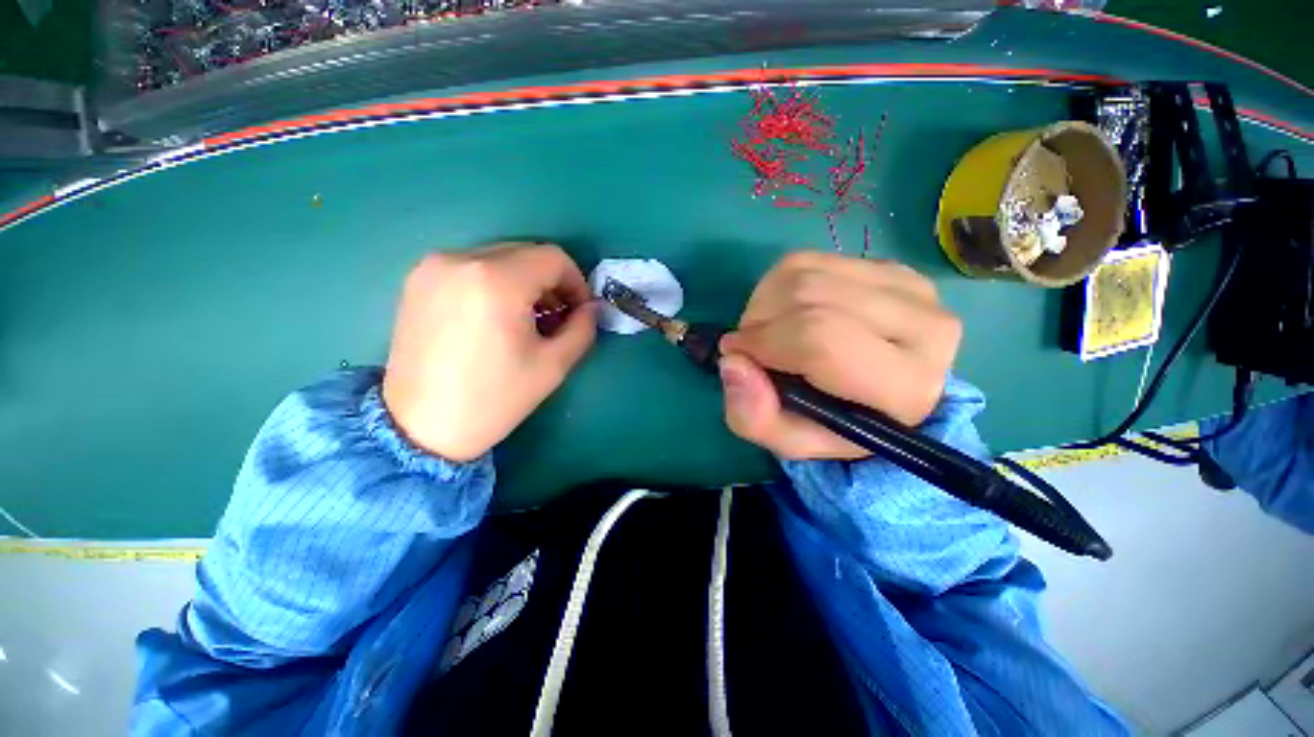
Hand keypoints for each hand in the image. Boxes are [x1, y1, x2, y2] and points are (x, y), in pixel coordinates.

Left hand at [382, 243, 595, 461]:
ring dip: (524, 282)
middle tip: (556, 318)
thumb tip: (592, 308)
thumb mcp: (553, 365)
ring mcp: (433, 267)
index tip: (578, 311)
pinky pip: (472, 267)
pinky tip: (495, 318)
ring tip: (525, 320)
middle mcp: (461, 259)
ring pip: (499, 258)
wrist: (420, 428)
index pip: (553, 258)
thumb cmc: (494, 398)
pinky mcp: (418, 280)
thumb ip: (583, 328)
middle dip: (551, 282)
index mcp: (496, 280)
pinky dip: (495, 283)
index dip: (576, 282)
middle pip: (526, 252)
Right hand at [718, 251, 960, 459]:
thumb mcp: (788, 440)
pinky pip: (812, 259)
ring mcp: (910, 288)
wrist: (878, 399)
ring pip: (807, 274)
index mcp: (906, 386)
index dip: (765, 342)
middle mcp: (925, 328)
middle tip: (749, 346)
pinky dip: (777, 284)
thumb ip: (755, 417)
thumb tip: (733, 363)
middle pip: (810, 298)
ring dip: (765, 302)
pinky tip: (782, 311)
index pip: (821, 340)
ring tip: (764, 331)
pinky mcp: (889, 267)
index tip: (736, 354)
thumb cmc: (833, 426)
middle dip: (760, 321)